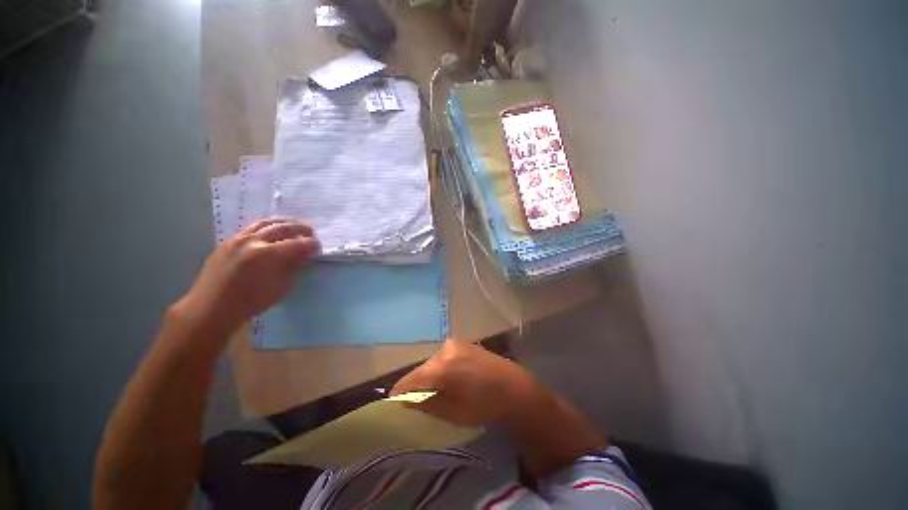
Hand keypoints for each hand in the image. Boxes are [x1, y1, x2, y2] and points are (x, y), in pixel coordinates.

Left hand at [175, 218, 319, 337]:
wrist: (212, 307)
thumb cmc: (251, 301)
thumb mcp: (282, 286)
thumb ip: (295, 267)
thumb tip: (305, 256)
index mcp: (268, 254)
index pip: (298, 243)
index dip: (312, 244)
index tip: (319, 247)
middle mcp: (254, 241)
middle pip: (283, 227)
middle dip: (301, 229)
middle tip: (311, 233)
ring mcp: (238, 238)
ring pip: (266, 222)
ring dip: (284, 223)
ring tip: (294, 226)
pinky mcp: (228, 241)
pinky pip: (252, 228)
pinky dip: (267, 227)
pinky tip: (272, 232)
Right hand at [390, 338, 543, 426]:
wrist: (514, 387)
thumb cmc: (483, 404)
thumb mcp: (452, 411)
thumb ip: (427, 404)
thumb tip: (407, 401)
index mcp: (441, 367)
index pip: (411, 379)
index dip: (400, 391)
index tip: (392, 403)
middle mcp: (445, 350)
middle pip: (423, 369)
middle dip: (417, 384)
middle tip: (416, 400)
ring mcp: (456, 344)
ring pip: (434, 362)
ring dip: (430, 375)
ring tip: (435, 390)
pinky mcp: (464, 343)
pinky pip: (445, 356)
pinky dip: (442, 368)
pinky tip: (449, 378)